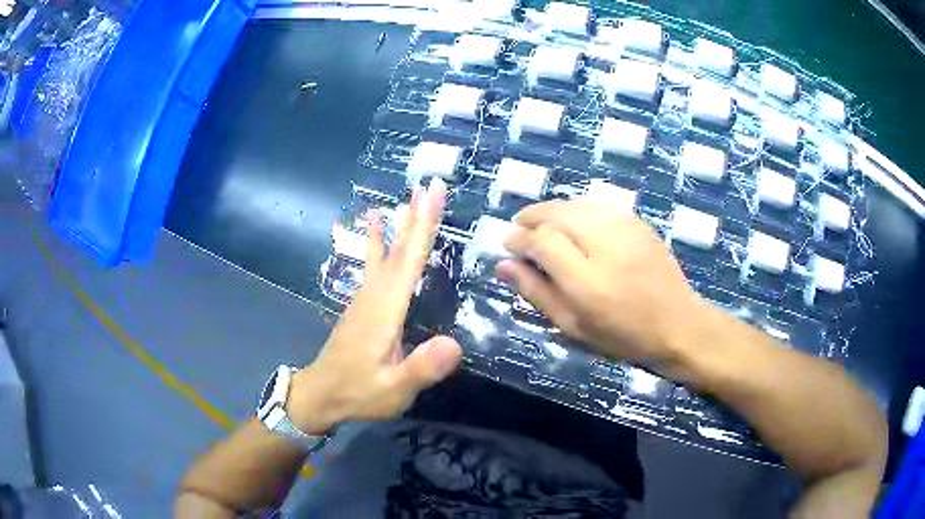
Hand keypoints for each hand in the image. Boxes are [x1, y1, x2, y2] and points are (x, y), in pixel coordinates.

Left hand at [289, 179, 462, 433]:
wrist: (320, 394)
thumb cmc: (359, 393)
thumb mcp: (394, 389)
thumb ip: (422, 368)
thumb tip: (455, 344)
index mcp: (385, 311)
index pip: (408, 262)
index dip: (423, 228)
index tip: (433, 195)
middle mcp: (373, 296)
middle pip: (397, 250)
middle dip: (413, 217)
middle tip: (427, 185)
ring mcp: (364, 299)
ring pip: (383, 254)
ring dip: (397, 226)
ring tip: (404, 199)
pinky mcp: (361, 306)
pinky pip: (374, 265)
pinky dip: (379, 243)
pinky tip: (375, 232)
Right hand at [496, 198, 706, 370]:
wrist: (677, 323)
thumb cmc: (622, 336)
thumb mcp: (573, 326)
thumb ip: (537, 293)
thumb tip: (503, 266)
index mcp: (586, 281)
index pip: (541, 242)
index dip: (519, 239)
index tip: (508, 245)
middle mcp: (604, 246)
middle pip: (557, 214)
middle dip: (531, 217)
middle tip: (519, 228)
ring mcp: (625, 230)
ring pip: (576, 204)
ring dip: (552, 209)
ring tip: (541, 223)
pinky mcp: (638, 222)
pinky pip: (598, 205)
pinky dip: (577, 208)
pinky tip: (573, 221)